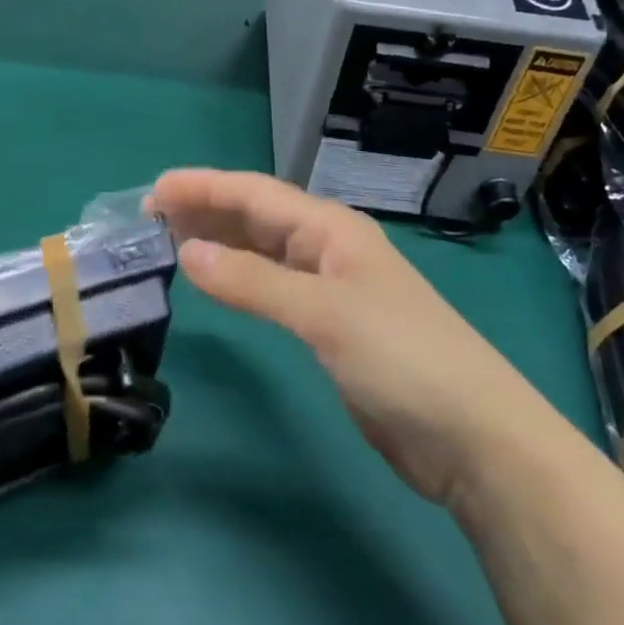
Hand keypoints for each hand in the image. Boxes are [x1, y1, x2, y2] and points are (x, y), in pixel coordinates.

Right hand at [149, 169, 527, 506]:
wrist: (473, 437)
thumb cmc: (401, 359)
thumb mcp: (323, 313)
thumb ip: (253, 282)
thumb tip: (188, 252)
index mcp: (332, 230)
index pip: (257, 194)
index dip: (205, 187)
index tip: (155, 190)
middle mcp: (329, 249)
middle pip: (258, 216)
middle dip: (207, 210)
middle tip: (151, 216)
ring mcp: (331, 288)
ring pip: (263, 250)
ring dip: (219, 241)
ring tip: (170, 240)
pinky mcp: (330, 326)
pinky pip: (271, 286)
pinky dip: (239, 278)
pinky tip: (217, 281)